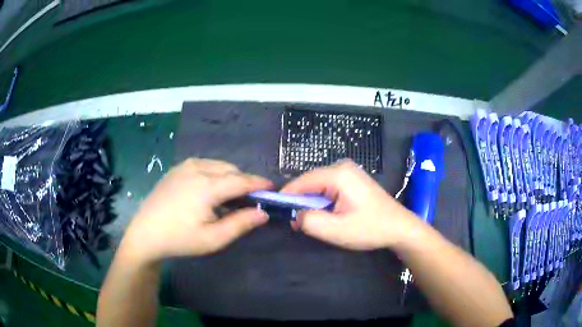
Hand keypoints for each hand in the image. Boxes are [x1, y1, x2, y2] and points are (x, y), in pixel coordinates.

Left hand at [121, 159, 271, 263]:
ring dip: (229, 176)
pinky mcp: (176, 169)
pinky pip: (203, 164)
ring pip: (217, 165)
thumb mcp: (213, 238)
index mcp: (207, 185)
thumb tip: (263, 213)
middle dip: (243, 181)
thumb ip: (240, 224)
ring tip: (230, 195)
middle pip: (230, 169)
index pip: (241, 180)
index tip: (272, 187)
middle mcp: (196, 168)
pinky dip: (214, 173)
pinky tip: (210, 189)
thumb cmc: (180, 239)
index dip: (259, 183)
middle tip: (249, 198)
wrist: (145, 233)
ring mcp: (184, 166)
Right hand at [281, 159, 419, 250]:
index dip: (287, 197)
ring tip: (315, 222)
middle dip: (301, 203)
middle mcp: (342, 167)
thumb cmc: (370, 228)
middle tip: (298, 223)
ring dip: (313, 204)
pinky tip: (329, 215)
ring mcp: (348, 172)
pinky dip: (324, 202)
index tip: (278, 213)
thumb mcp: (337, 230)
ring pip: (318, 186)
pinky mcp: (352, 179)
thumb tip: (295, 215)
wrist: (399, 227)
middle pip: (310, 183)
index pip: (302, 182)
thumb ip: (309, 221)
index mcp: (338, 174)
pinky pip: (329, 188)